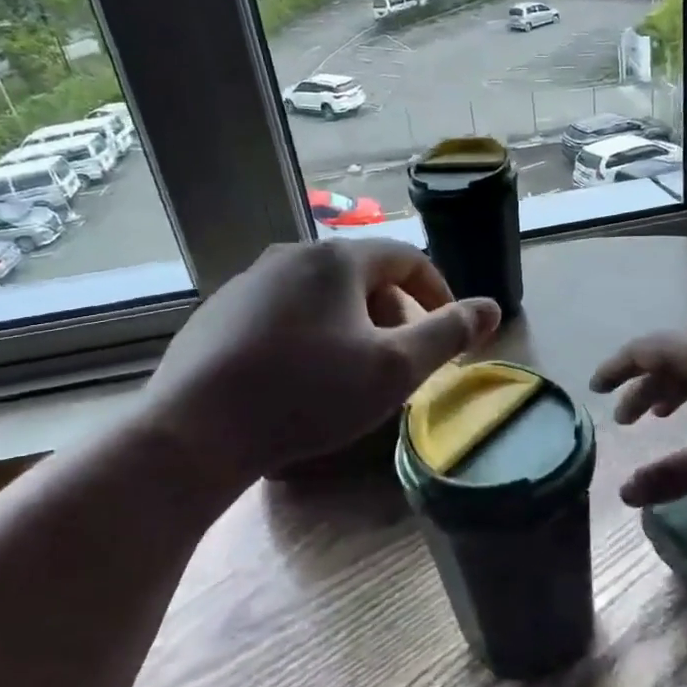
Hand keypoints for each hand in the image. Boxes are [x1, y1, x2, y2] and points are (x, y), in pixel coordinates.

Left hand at [137, 239, 499, 478]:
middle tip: (401, 360)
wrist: (195, 431)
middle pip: (362, 274)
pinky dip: (309, 334)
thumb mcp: (394, 368)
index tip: (449, 329)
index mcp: (336, 259)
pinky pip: (283, 312)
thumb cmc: (308, 394)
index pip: (406, 257)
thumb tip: (491, 307)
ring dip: (352, 325)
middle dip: (393, 313)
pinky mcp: (218, 314)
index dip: (437, 291)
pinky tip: (299, 378)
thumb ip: (449, 334)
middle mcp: (290, 255)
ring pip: (321, 294)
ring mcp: (247, 282)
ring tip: (353, 372)